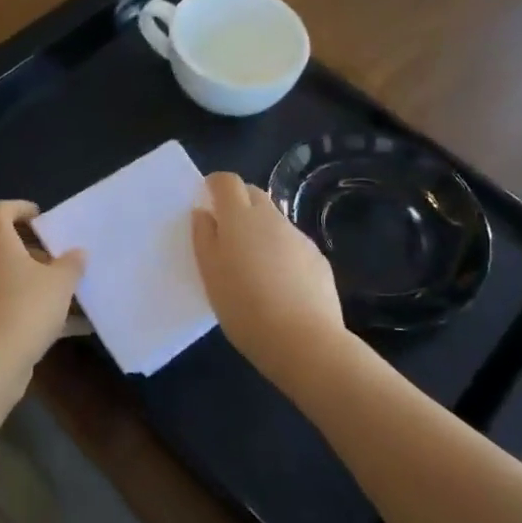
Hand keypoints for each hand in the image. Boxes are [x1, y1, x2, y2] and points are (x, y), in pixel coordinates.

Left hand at [0, 200, 84, 389]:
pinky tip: (67, 328)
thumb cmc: (25, 310)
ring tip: (71, 296)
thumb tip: (77, 253)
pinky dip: (34, 311)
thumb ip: (72, 264)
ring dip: (38, 284)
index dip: (17, 208)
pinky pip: (11, 307)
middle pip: (7, 248)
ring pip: (11, 280)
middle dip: (37, 253)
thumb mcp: (60, 283)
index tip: (40, 217)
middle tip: (64, 261)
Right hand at [191, 173, 349, 380]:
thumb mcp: (210, 274)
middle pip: (253, 194)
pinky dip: (281, 253)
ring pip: (274, 221)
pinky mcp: (318, 259)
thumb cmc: (244, 307)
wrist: (304, 341)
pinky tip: (279, 286)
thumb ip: (204, 237)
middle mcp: (272, 218)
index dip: (215, 185)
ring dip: (260, 231)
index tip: (207, 201)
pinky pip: (293, 245)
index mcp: (240, 218)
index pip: (227, 181)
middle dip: (238, 204)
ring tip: (253, 267)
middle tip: (226, 235)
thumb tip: (204, 213)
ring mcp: (299, 237)